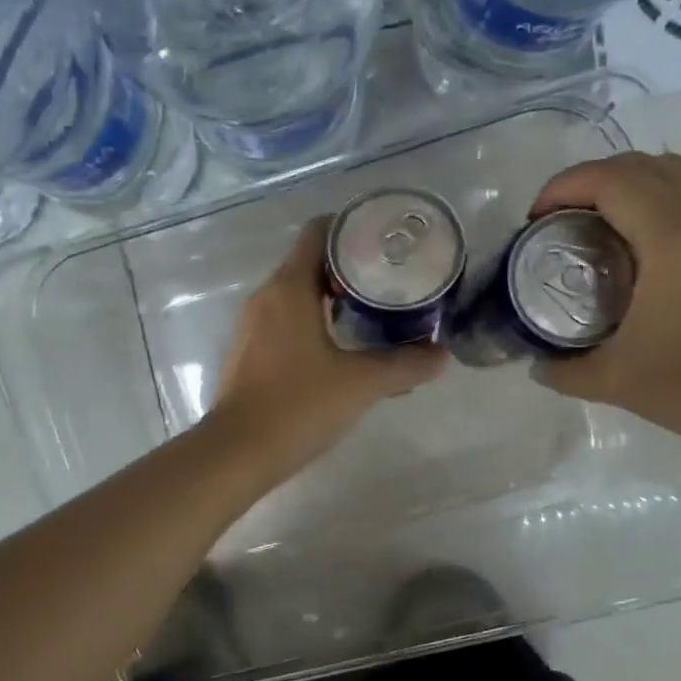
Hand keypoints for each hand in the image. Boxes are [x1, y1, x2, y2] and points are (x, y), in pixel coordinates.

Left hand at [213, 216, 445, 473]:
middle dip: (351, 267)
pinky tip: (342, 349)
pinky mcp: (249, 353)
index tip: (385, 240)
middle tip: (391, 280)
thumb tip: (441, 355)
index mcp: (289, 287)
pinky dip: (315, 323)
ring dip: (333, 298)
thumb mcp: (361, 383)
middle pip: (311, 262)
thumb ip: (405, 365)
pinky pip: (286, 322)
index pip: (318, 232)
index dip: (352, 227)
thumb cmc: (298, 405)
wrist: (238, 453)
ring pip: (298, 295)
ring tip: (374, 313)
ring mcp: (253, 326)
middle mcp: (266, 297)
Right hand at [529, 151, 680, 455]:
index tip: (534, 220)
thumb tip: (537, 363)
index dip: (563, 187)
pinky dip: (667, 185)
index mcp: (671, 235)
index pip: (609, 180)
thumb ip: (564, 369)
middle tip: (558, 221)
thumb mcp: (614, 381)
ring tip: (600, 216)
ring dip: (629, 179)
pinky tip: (651, 220)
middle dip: (588, 182)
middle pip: (639, 165)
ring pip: (676, 167)